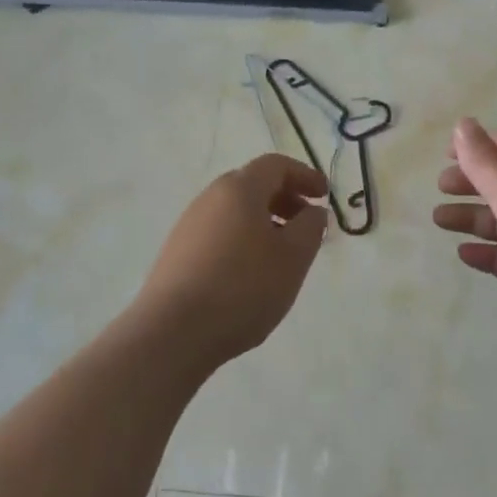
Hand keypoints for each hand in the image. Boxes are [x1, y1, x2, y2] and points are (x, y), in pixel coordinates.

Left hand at [132, 154, 328, 370]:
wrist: (173, 332)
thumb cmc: (243, 287)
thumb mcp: (293, 257)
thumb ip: (310, 227)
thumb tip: (312, 210)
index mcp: (239, 189)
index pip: (275, 165)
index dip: (304, 175)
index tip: (324, 195)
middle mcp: (210, 197)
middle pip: (253, 185)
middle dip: (285, 199)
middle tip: (307, 224)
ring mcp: (189, 225)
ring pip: (235, 211)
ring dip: (264, 221)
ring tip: (283, 253)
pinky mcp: (177, 252)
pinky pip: (219, 232)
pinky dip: (243, 239)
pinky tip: (251, 273)